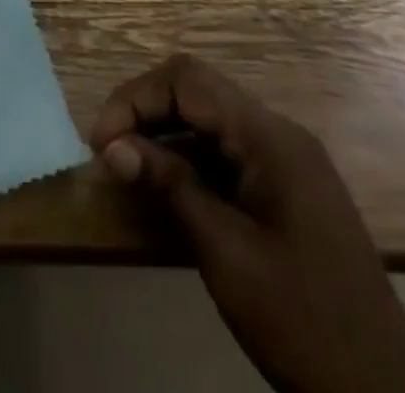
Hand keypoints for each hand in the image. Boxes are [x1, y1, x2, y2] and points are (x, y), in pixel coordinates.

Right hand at [90, 56, 404, 392]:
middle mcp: (280, 134)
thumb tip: (112, 146)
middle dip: (145, 110)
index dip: (135, 98)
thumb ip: (170, 187)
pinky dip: (189, 157)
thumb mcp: (226, 254)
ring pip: (210, 118)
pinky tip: (166, 186)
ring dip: (164, 132)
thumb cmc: (303, 324)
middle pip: (197, 90)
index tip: (101, 141)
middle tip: (108, 150)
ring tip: (127, 165)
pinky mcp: (288, 189)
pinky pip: (227, 150)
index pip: (187, 80)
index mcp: (271, 138)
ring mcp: (288, 161)